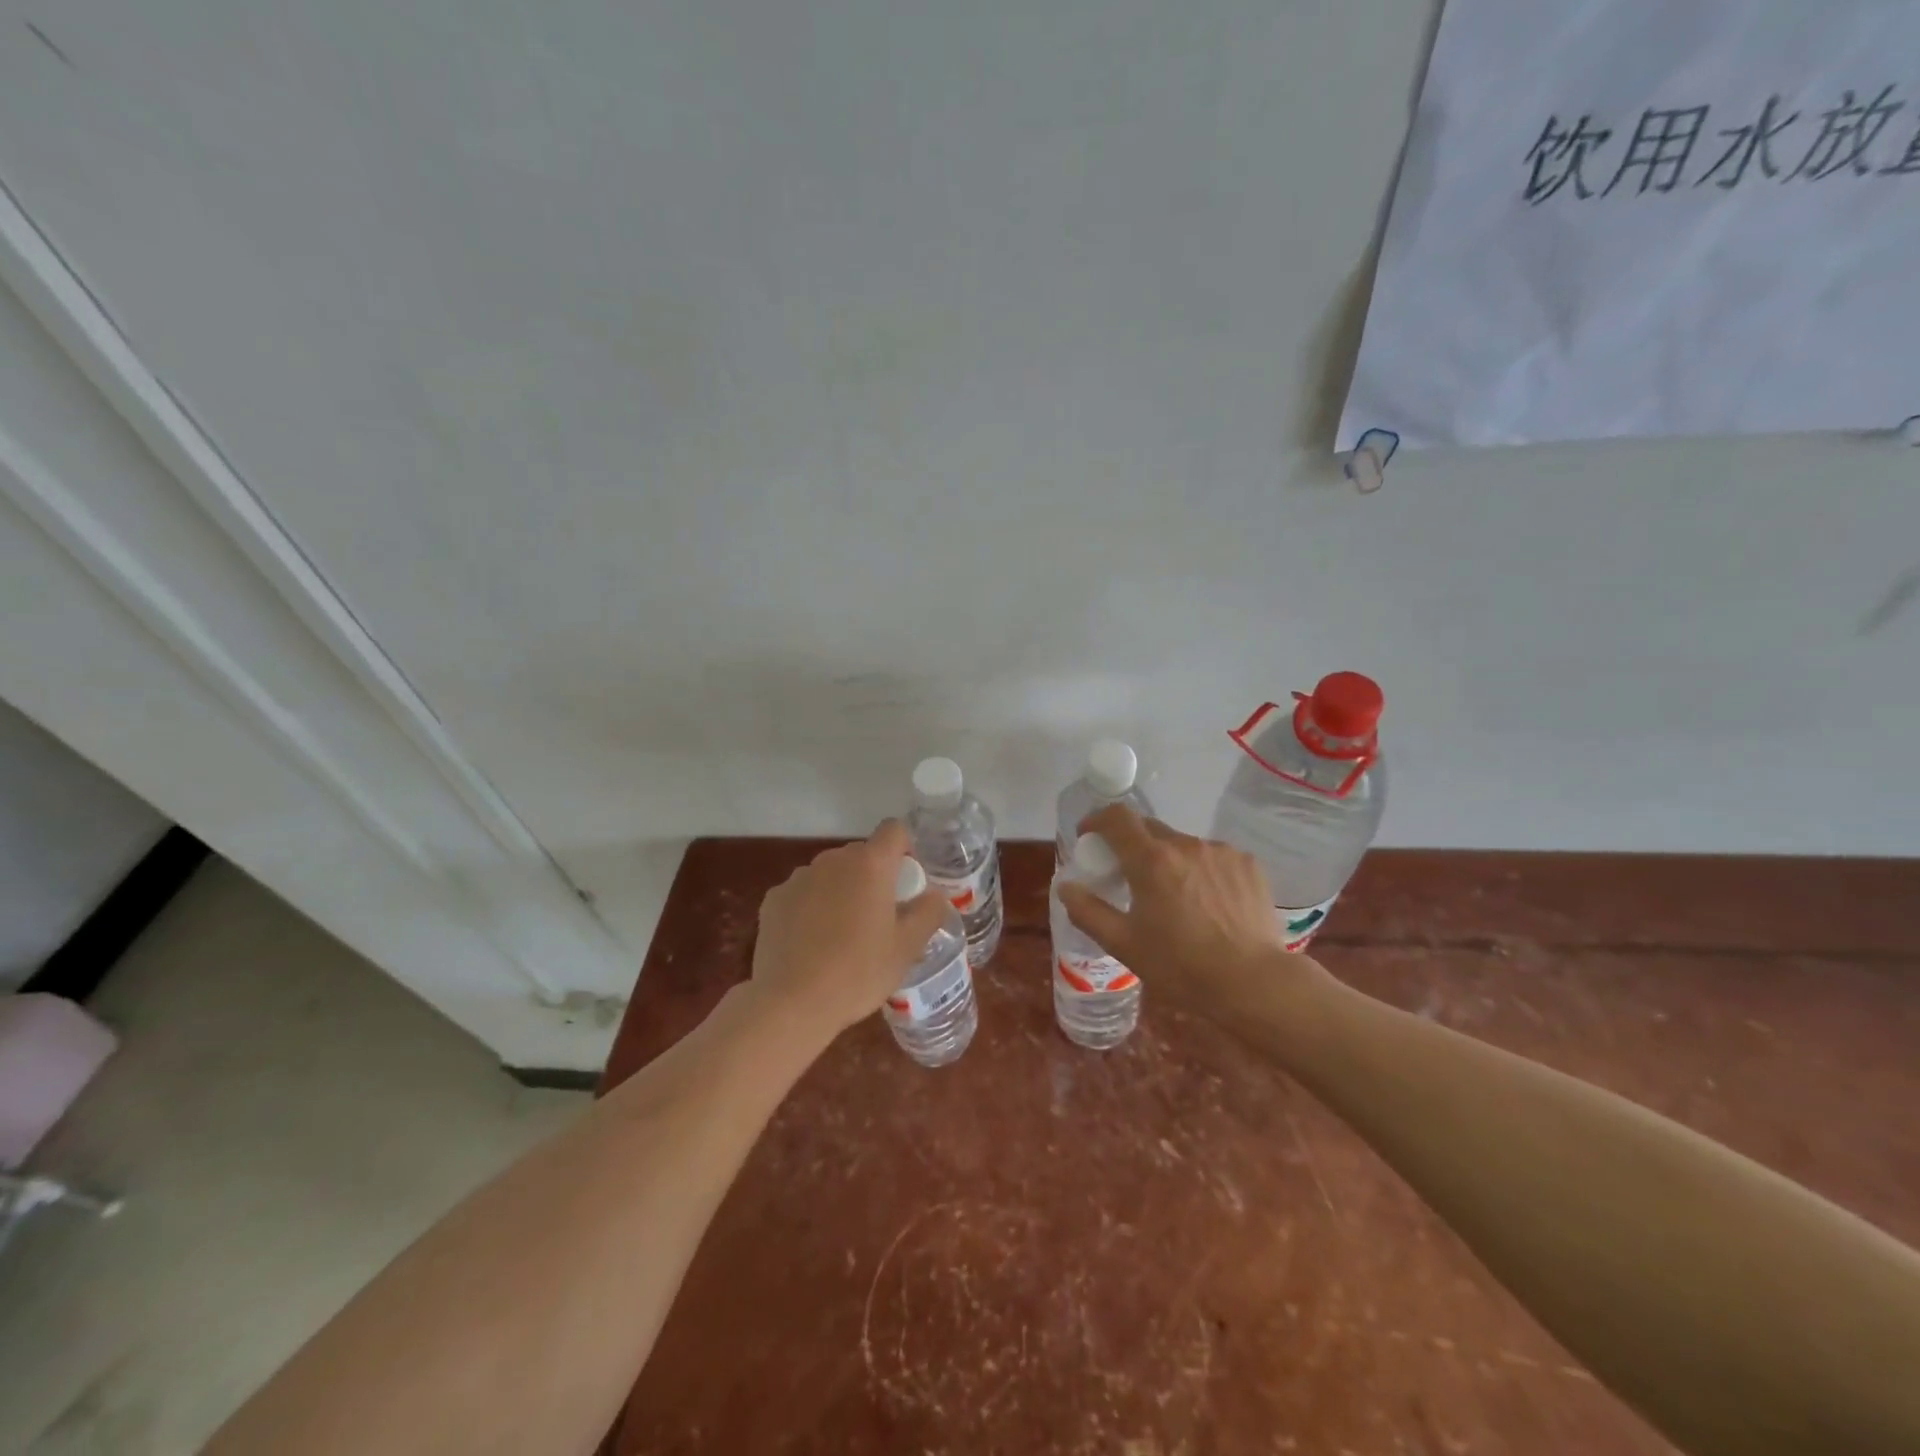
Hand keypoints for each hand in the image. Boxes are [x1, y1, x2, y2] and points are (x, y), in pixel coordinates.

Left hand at [749, 820, 949, 1041]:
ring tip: (841, 934)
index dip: (904, 849)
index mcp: (871, 864)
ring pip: (830, 873)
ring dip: (840, 890)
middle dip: (873, 876)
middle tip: (879, 916)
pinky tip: (810, 942)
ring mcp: (799, 877)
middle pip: (861, 853)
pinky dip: (810, 907)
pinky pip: (802, 892)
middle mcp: (833, 860)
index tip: (906, 882)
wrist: (792, 1003)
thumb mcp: (907, 948)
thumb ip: (928, 912)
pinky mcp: (773, 899)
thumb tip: (934, 895)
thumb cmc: (859, 972)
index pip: (894, 830)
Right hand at [1056, 805, 1331, 1021]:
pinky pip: (1213, 857)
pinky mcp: (1248, 864)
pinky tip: (1208, 904)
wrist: (1254, 983)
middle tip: (1128, 876)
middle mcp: (1186, 844)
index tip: (1089, 837)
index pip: (1117, 817)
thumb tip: (1066, 886)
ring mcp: (1221, 851)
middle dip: (1131, 845)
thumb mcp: (1124, 944)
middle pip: (1149, 829)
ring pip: (1182, 845)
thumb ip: (1088, 911)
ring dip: (1169, 860)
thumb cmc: (1181, 966)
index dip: (1097, 820)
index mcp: (1151, 860)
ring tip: (1175, 898)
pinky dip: (1201, 871)